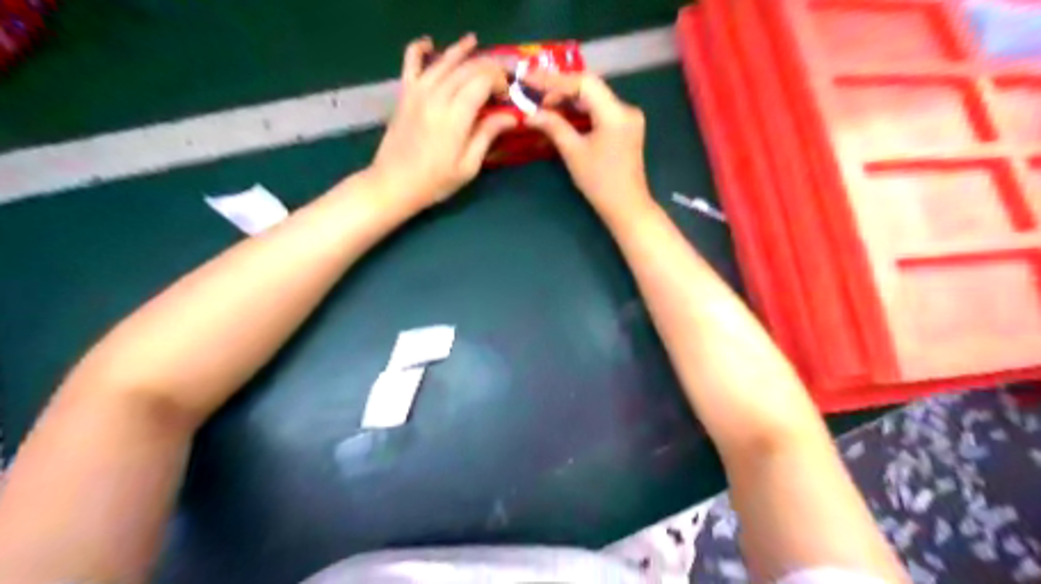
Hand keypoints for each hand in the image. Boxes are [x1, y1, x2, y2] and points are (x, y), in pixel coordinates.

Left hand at [364, 35, 516, 208]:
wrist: (393, 184)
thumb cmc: (435, 182)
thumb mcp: (468, 167)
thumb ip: (487, 136)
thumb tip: (511, 116)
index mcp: (455, 116)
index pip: (482, 81)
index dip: (499, 81)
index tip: (508, 94)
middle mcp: (437, 96)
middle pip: (467, 68)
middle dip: (488, 67)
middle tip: (500, 76)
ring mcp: (418, 92)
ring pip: (444, 61)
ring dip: (462, 51)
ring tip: (476, 44)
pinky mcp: (405, 94)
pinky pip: (411, 62)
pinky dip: (420, 48)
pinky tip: (430, 44)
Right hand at [529, 70, 647, 217]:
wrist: (627, 207)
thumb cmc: (600, 183)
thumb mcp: (573, 153)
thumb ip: (554, 127)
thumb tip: (531, 114)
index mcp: (615, 113)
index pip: (583, 82)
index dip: (554, 80)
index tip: (529, 80)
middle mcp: (626, 108)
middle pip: (590, 88)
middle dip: (560, 89)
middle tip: (533, 94)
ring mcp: (628, 118)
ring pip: (594, 99)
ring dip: (569, 100)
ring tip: (544, 104)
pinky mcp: (626, 128)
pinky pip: (600, 111)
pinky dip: (581, 111)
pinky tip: (563, 114)